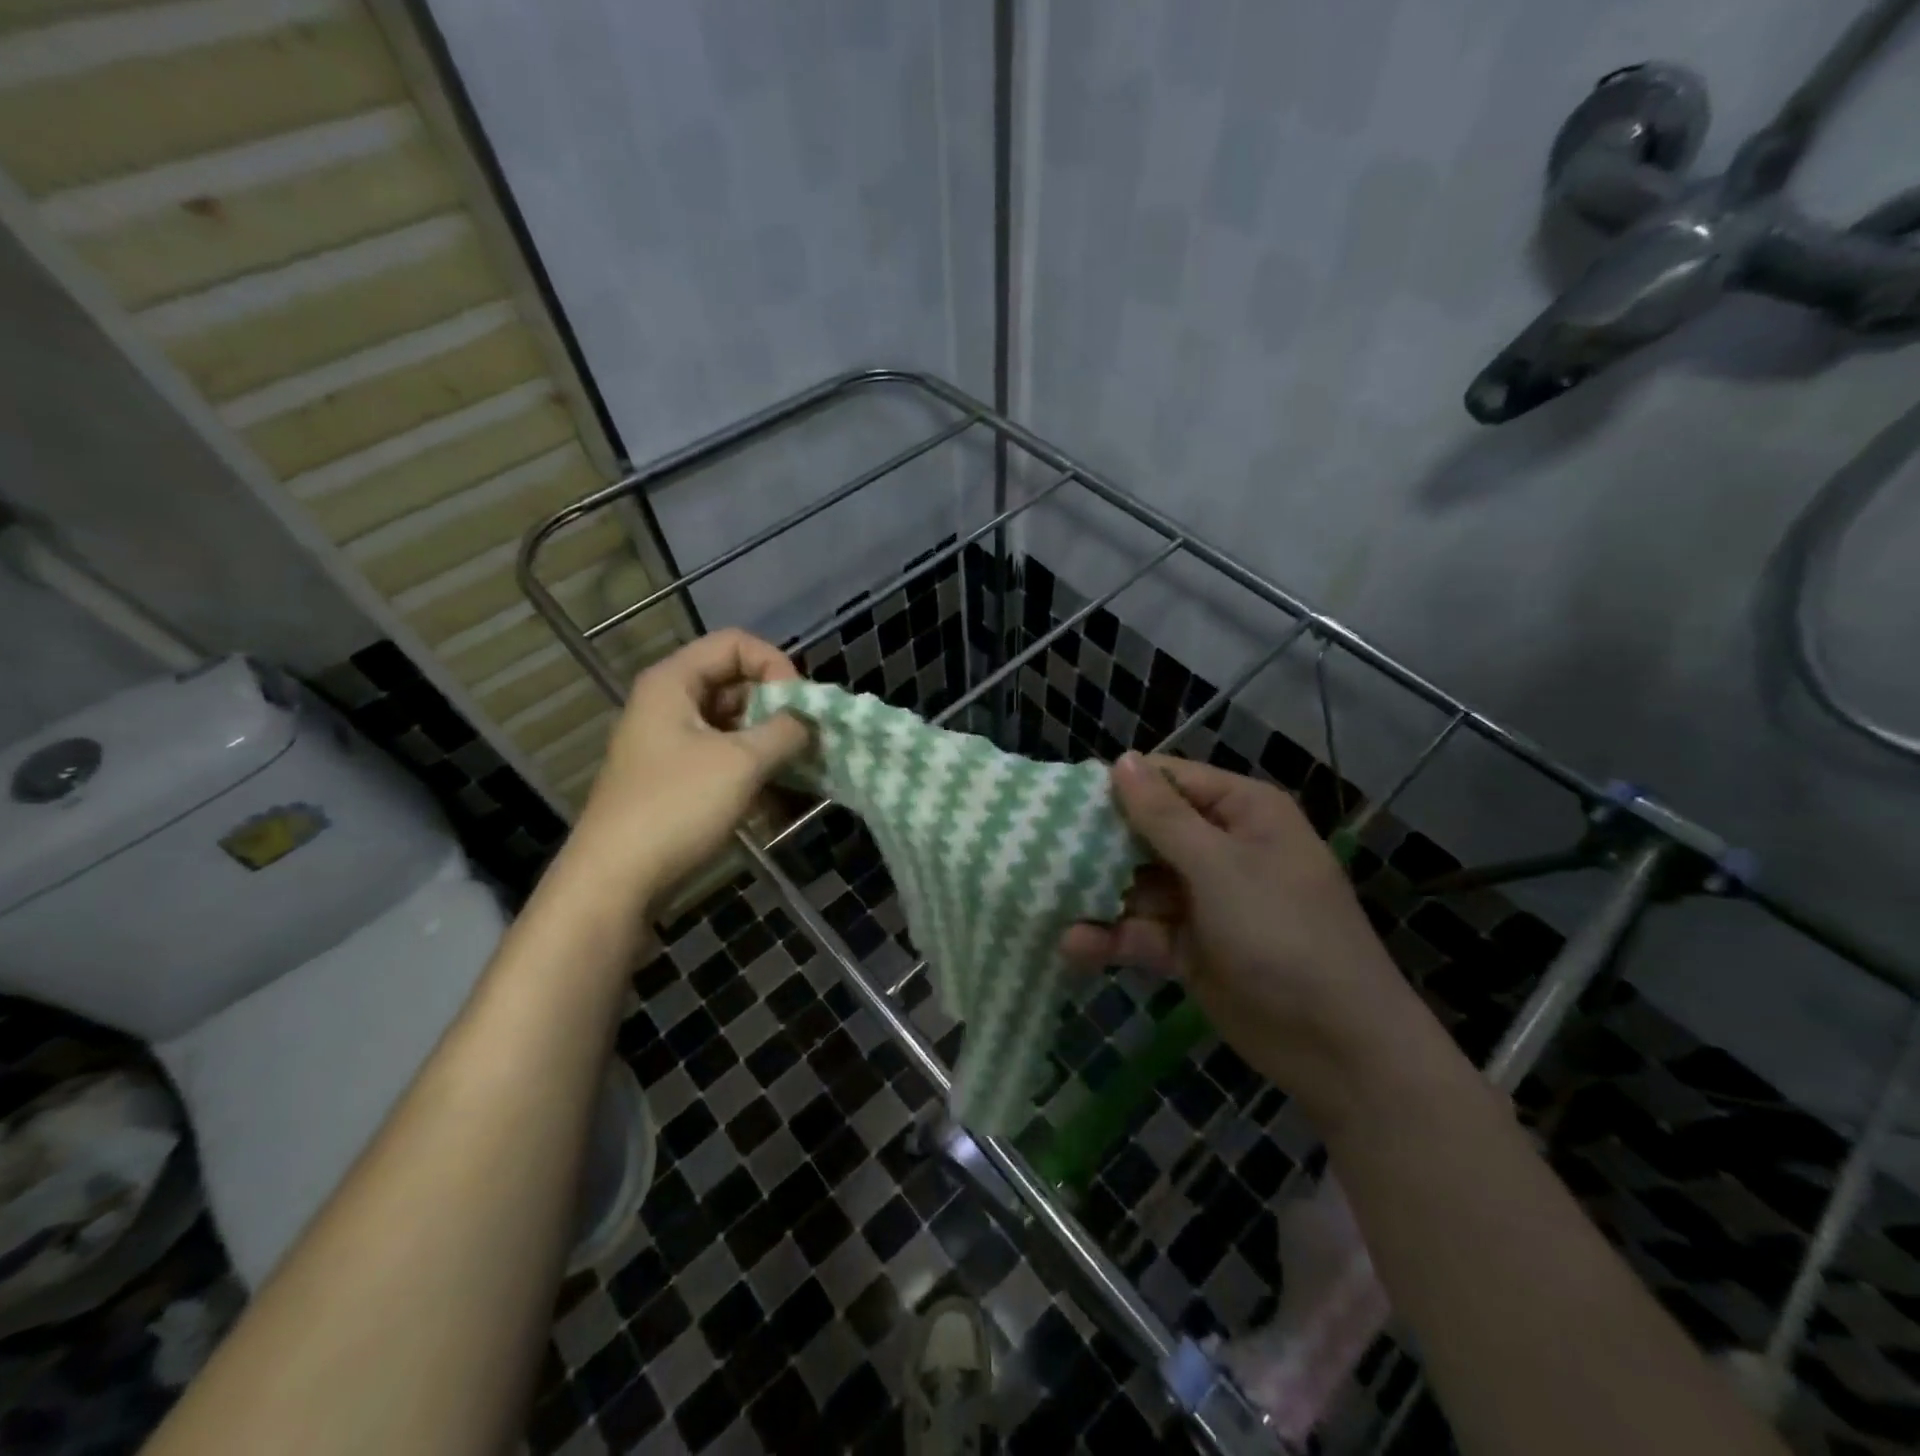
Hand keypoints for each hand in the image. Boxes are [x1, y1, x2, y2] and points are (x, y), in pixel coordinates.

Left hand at [564, 630, 809, 909]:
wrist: (616, 880)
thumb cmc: (677, 806)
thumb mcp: (742, 762)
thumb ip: (785, 732)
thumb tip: (809, 722)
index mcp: (674, 682)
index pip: (736, 644)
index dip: (775, 665)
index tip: (800, 705)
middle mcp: (670, 704)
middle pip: (735, 683)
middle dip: (777, 708)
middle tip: (808, 741)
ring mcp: (671, 743)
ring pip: (733, 725)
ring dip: (770, 744)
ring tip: (799, 772)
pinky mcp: (676, 779)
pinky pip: (724, 758)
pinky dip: (752, 771)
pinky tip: (776, 800)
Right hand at [1062, 753, 1420, 1118]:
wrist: (1338, 1046)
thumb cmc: (1284, 933)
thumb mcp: (1220, 868)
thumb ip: (1163, 817)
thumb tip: (1120, 760)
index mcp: (1241, 813)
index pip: (1169, 781)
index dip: (1118, 786)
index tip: (1062, 797)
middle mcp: (1220, 848)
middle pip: (1146, 832)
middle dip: (1098, 844)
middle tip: (1039, 848)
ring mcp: (1204, 900)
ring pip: (1137, 885)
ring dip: (1098, 895)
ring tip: (1045, 900)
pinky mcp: (1190, 947)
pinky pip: (1143, 931)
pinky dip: (1112, 938)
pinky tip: (1074, 946)